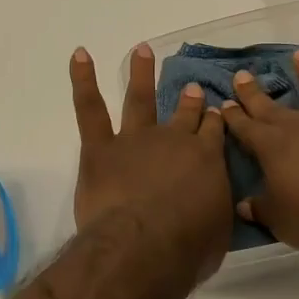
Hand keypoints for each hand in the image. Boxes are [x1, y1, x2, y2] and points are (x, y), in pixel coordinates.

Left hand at [70, 44, 232, 283]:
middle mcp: (173, 140)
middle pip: (183, 115)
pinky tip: (79, 56)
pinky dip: (83, 80)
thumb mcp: (218, 232)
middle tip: (191, 87)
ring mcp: (135, 140)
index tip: (214, 110)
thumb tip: (214, 204)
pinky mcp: (100, 148)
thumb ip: (216, 210)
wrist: (144, 246)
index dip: (213, 120)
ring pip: (139, 100)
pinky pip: (90, 108)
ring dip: (140, 73)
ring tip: (142, 50)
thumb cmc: (187, 249)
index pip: (212, 132)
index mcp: (206, 160)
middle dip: (189, 100)